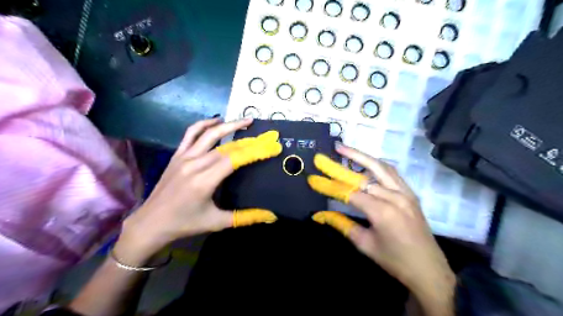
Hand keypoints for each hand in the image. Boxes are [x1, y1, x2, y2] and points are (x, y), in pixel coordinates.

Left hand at [120, 119, 283, 263]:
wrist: (150, 223)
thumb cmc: (185, 224)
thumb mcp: (217, 222)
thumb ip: (246, 218)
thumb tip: (271, 216)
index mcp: (205, 181)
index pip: (235, 159)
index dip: (255, 151)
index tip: (272, 146)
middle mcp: (195, 164)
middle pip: (227, 146)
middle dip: (249, 140)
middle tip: (266, 136)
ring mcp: (184, 157)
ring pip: (210, 134)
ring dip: (229, 125)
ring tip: (246, 121)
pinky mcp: (177, 155)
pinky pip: (190, 133)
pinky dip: (204, 123)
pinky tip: (217, 120)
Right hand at [308, 145, 455, 302]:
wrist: (428, 269)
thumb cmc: (394, 260)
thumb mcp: (364, 244)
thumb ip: (342, 225)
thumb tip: (321, 215)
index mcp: (382, 212)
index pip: (350, 193)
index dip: (330, 186)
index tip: (315, 179)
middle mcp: (394, 196)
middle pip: (364, 175)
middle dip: (344, 163)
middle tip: (330, 151)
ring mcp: (405, 192)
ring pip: (380, 167)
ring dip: (362, 156)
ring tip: (345, 148)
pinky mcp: (410, 193)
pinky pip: (392, 173)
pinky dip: (377, 165)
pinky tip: (367, 162)